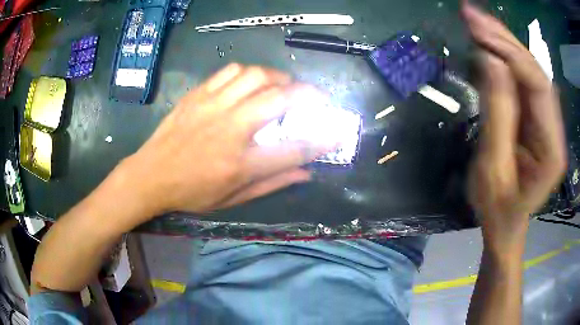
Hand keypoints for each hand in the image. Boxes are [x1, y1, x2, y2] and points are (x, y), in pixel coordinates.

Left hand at [119, 64, 330, 216]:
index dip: (322, 141)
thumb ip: (272, 184)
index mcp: (240, 163)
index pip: (293, 149)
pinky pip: (230, 71)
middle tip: (315, 97)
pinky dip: (249, 73)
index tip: (337, 133)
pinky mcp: (198, 94)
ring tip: (283, 86)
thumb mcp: (233, 199)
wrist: (151, 175)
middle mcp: (230, 129)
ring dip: (278, 78)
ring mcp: (212, 106)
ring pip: (256, 76)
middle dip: (308, 94)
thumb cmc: (191, 192)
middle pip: (280, 99)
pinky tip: (250, 83)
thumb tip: (306, 173)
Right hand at [463, 3, 566, 247]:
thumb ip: (497, 115)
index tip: (479, 32)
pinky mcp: (535, 118)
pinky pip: (521, 81)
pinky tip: (486, 47)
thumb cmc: (497, 209)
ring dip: (503, 44)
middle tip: (472, 15)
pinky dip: (503, 60)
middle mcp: (554, 128)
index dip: (511, 55)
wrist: (505, 224)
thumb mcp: (493, 168)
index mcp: (552, 148)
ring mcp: (546, 121)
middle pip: (535, 72)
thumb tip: (489, 61)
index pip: (539, 86)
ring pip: (528, 72)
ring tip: (476, 23)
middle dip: (505, 40)